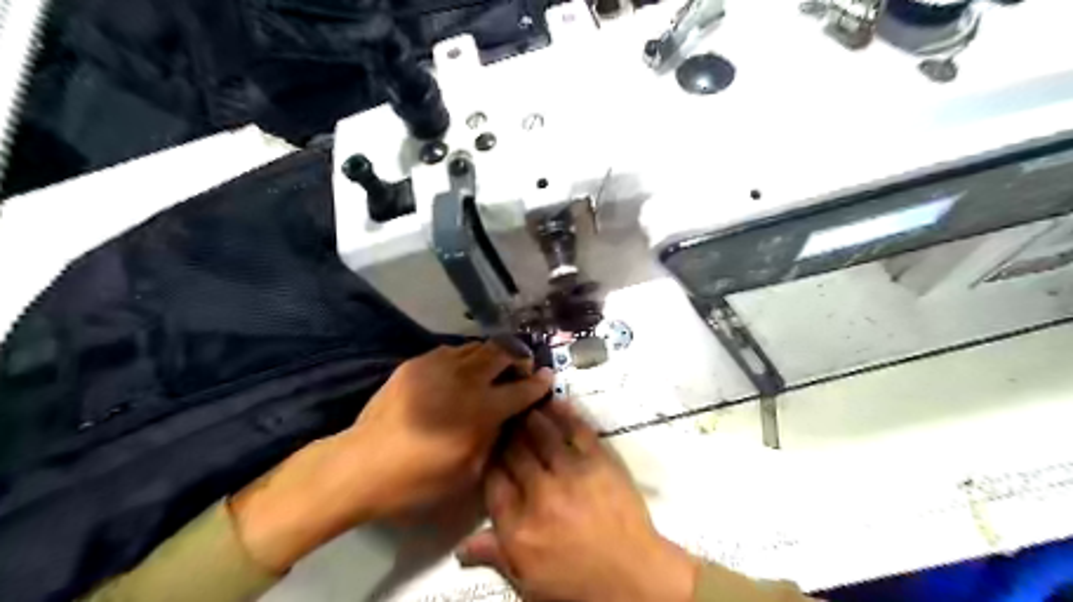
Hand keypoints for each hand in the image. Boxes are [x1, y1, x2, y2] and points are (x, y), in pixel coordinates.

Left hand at [232, 342, 552, 573]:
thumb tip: (505, 418)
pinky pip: (451, 351)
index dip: (538, 383)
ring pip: (477, 346)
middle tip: (521, 366)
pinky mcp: (416, 364)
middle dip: (518, 357)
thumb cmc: (418, 479)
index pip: (521, 389)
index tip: (547, 377)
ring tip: (494, 365)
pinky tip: (462, 370)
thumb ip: (493, 439)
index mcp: (481, 410)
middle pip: (502, 353)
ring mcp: (438, 366)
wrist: (361, 465)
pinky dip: (465, 357)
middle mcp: (465, 379)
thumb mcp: (468, 472)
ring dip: (492, 354)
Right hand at [457, 402, 699, 601]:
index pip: (493, 481)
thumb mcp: (529, 583)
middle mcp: (539, 494)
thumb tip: (461, 547)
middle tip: (501, 416)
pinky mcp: (599, 462)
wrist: (633, 580)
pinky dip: (564, 414)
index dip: (488, 459)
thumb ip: (496, 556)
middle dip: (505, 433)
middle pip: (514, 452)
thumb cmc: (578, 585)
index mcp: (517, 527)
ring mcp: (570, 474)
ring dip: (529, 417)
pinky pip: (577, 431)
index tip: (488, 446)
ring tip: (522, 403)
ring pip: (541, 435)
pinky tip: (554, 402)